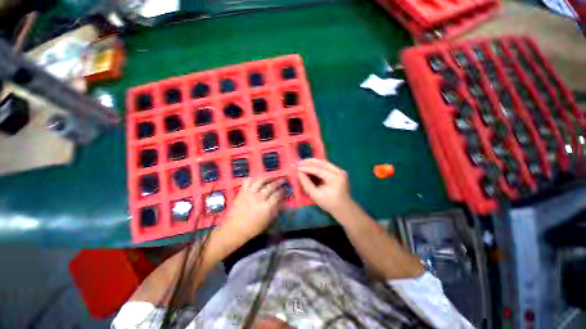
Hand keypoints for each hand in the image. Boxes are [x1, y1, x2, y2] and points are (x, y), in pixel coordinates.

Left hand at [223, 177, 285, 240]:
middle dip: (278, 182)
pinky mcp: (242, 192)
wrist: (235, 229)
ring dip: (268, 178)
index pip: (277, 195)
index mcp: (266, 206)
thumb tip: (282, 201)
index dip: (283, 190)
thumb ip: (276, 210)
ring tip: (271, 177)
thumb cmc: (253, 227)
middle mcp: (259, 197)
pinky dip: (253, 178)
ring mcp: (249, 193)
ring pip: (260, 181)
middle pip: (271, 186)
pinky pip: (248, 181)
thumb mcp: (268, 221)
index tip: (286, 188)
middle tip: (283, 180)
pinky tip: (257, 179)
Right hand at [297, 159, 353, 216]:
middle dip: (309, 162)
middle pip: (322, 162)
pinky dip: (317, 165)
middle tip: (299, 162)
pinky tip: (310, 166)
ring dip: (313, 162)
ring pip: (324, 162)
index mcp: (335, 178)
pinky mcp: (338, 172)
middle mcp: (339, 171)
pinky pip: (326, 166)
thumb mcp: (315, 195)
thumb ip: (306, 183)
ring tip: (303, 163)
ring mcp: (340, 170)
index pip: (318, 169)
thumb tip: (299, 173)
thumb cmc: (329, 203)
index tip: (297, 167)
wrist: (344, 208)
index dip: (306, 168)